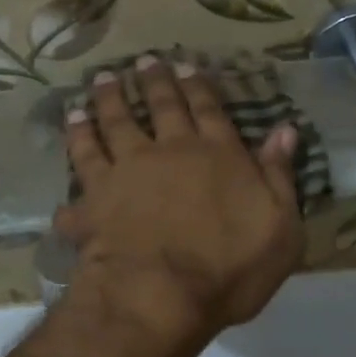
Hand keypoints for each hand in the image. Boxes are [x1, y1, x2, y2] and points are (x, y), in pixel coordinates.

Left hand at [59, 57, 304, 354]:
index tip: (184, 65)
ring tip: (100, 81)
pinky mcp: (94, 195)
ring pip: (114, 123)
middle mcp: (169, 151)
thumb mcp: (281, 228)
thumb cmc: (230, 269)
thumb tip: (285, 130)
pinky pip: (80, 161)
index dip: (197, 86)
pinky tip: (70, 126)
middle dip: (152, 81)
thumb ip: (280, 177)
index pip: (208, 111)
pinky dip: (74, 141)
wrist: (160, 295)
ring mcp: (127, 169)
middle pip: (160, 106)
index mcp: (217, 155)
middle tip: (142, 61)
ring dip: (107, 100)